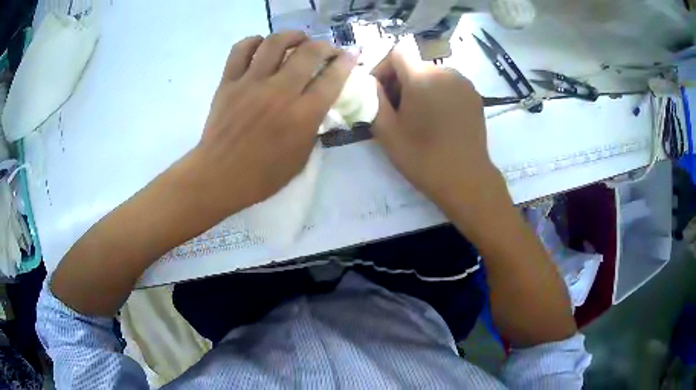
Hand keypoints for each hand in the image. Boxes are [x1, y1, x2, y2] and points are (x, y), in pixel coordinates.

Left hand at [189, 32, 355, 213]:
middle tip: (325, 50)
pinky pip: (241, 50)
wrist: (219, 176)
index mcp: (302, 115)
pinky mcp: (228, 82)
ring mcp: (251, 83)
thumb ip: (312, 129)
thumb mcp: (300, 159)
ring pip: (275, 43)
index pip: (332, 78)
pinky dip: (253, 41)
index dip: (346, 62)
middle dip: (324, 46)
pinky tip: (261, 45)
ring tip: (298, 39)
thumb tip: (317, 106)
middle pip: (309, 53)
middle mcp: (280, 91)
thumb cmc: (262, 176)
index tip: (350, 54)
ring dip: (292, 35)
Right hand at [371, 48, 506, 221]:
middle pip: (415, 64)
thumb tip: (369, 82)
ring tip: (418, 116)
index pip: (397, 52)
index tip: (379, 92)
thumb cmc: (423, 157)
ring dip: (419, 88)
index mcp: (422, 77)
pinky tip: (438, 119)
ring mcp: (464, 83)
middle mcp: (445, 71)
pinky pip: (449, 85)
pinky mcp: (475, 96)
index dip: (383, 67)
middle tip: (396, 110)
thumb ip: (372, 99)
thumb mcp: (387, 131)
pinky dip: (437, 94)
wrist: (466, 179)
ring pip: (432, 74)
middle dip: (400, 81)